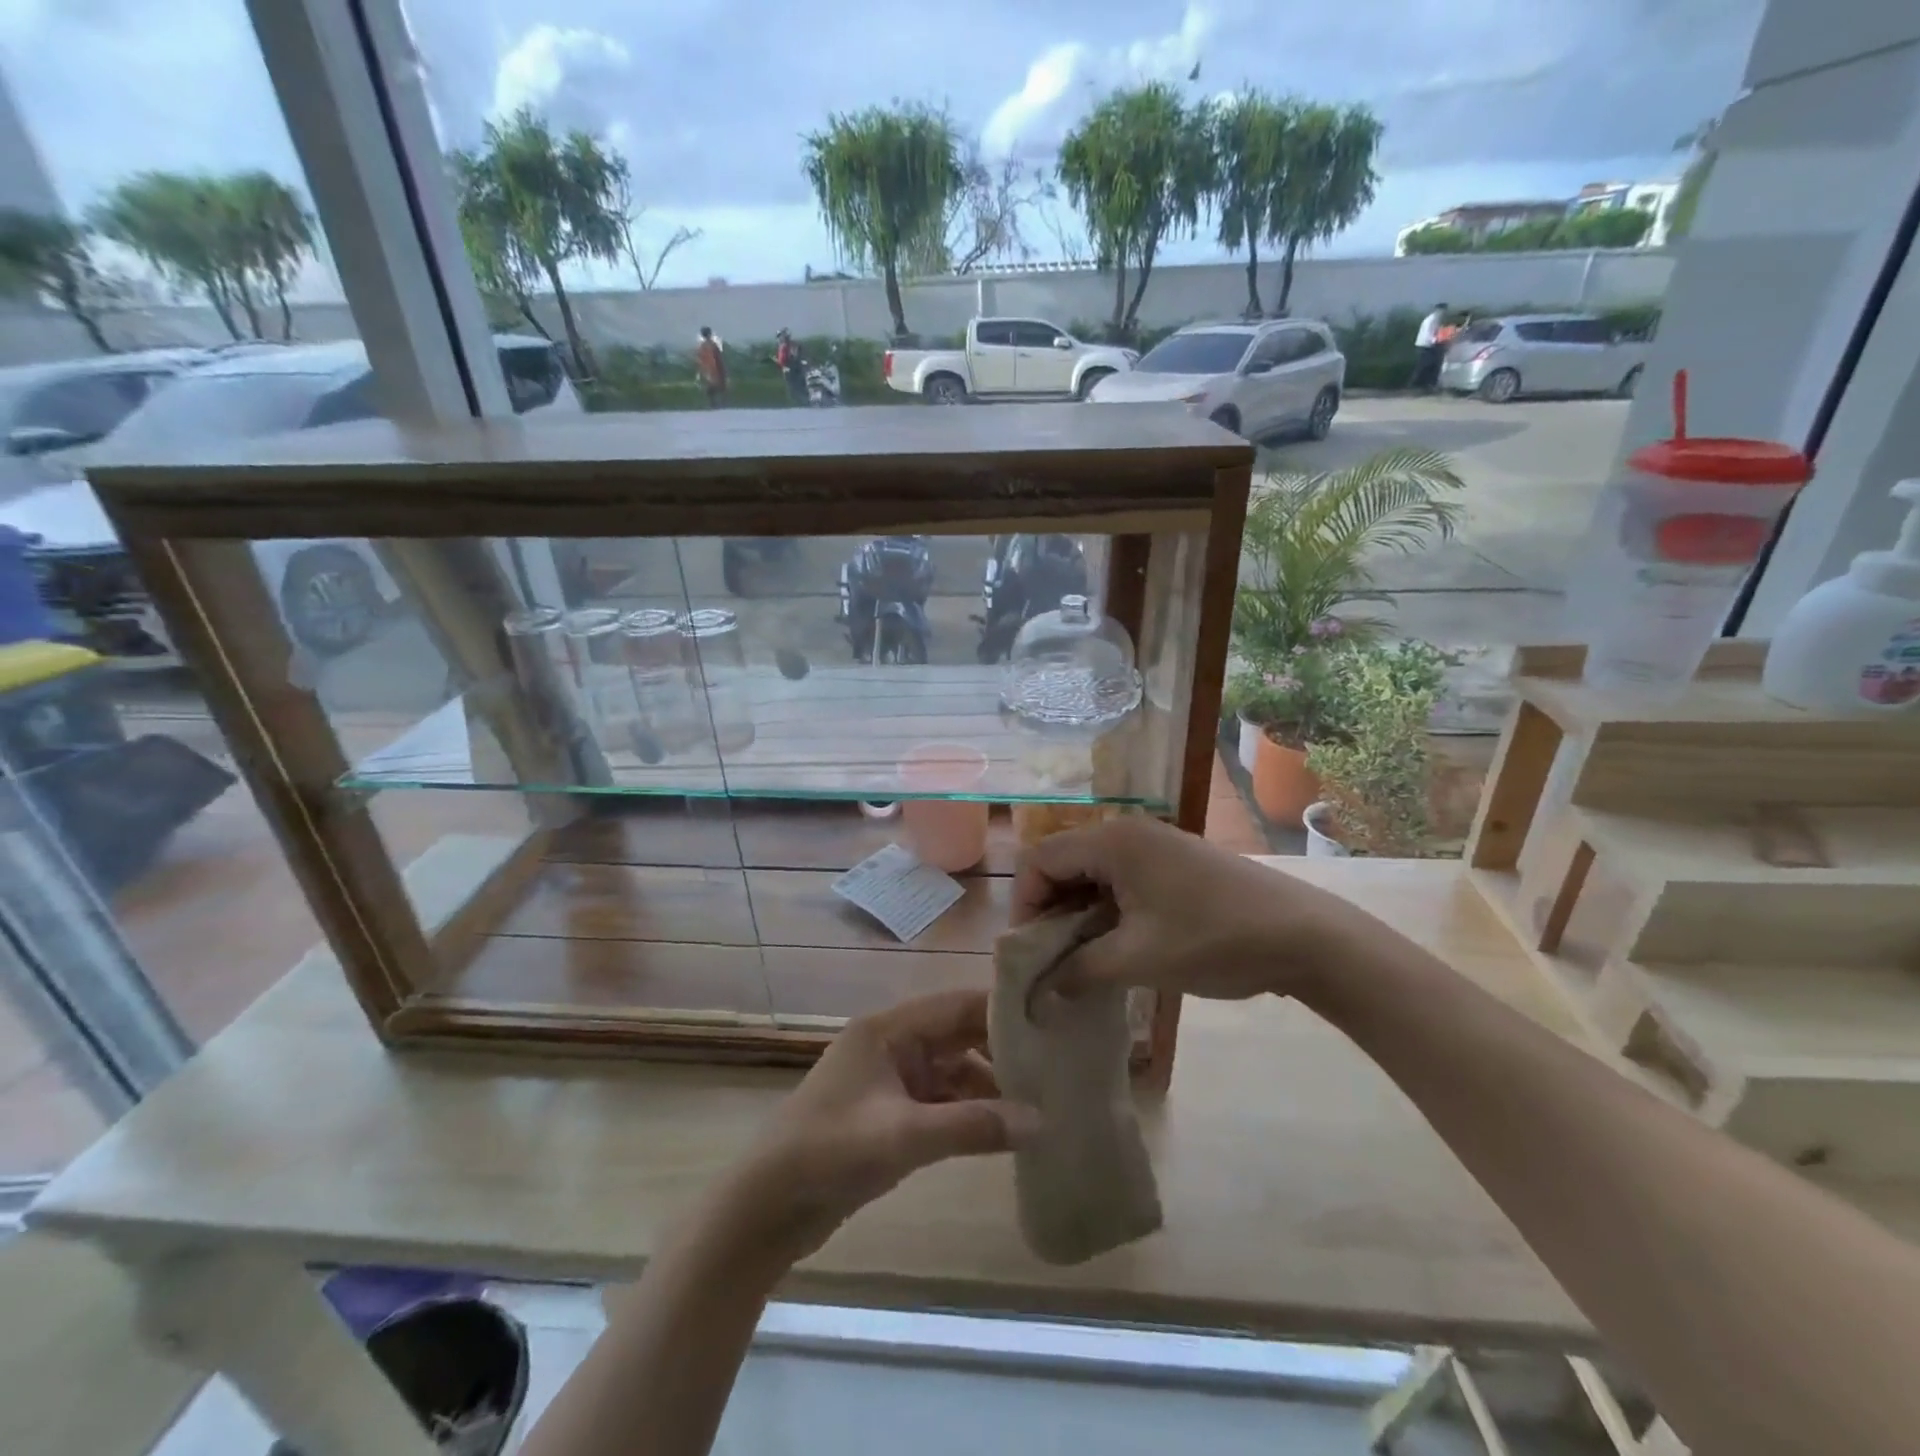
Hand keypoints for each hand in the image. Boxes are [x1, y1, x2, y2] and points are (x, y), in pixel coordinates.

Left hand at [730, 990, 1037, 1259]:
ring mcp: (890, 1080)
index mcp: (889, 1029)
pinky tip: (1000, 1133)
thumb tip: (1042, 1121)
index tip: (1049, 1022)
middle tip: (1052, 1067)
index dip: (1001, 1011)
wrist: (766, 1208)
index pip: (956, 1005)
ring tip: (1036, 1105)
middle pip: (957, 1035)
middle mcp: (892, 1044)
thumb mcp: (904, 1136)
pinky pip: (940, 1102)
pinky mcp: (889, 1115)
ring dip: (987, 1086)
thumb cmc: (829, 1152)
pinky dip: (968, 1113)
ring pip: (951, 1071)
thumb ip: (973, 1125)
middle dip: (1000, 1050)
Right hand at [1011, 816, 1362, 1001]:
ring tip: (1081, 960)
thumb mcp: (1139, 960)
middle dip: (1049, 910)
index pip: (1039, 860)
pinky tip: (1115, 946)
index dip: (1024, 905)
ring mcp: (1153, 845)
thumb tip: (1038, 993)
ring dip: (1078, 913)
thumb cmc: (1213, 940)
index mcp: (1111, 841)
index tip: (1029, 953)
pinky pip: (1120, 880)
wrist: (1305, 936)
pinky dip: (1106, 910)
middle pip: (1062, 863)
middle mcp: (1126, 832)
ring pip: (1091, 873)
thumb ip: (1079, 972)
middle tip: (1051, 960)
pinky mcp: (1173, 863)